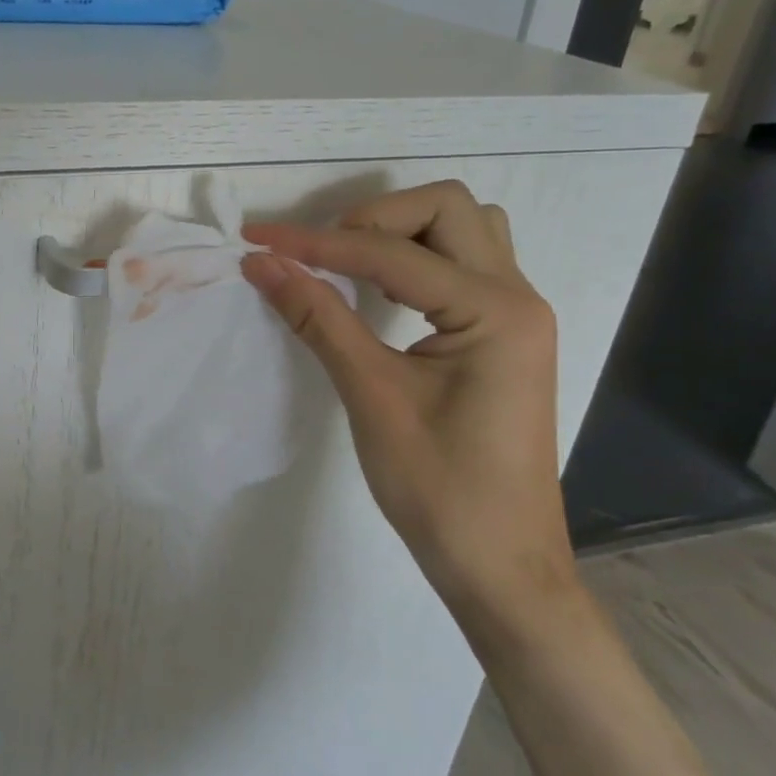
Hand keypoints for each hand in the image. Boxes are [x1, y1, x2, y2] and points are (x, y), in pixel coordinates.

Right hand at [241, 182, 576, 650]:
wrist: (502, 567)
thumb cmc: (440, 490)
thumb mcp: (371, 396)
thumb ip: (318, 318)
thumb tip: (262, 264)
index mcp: (495, 311)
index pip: (391, 254)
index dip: (317, 244)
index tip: (258, 241)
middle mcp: (517, 297)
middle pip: (447, 209)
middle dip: (373, 218)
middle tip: (319, 256)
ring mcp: (517, 314)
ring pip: (464, 229)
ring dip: (402, 232)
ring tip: (349, 266)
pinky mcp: (504, 334)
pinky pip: (464, 265)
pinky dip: (417, 259)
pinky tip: (381, 291)